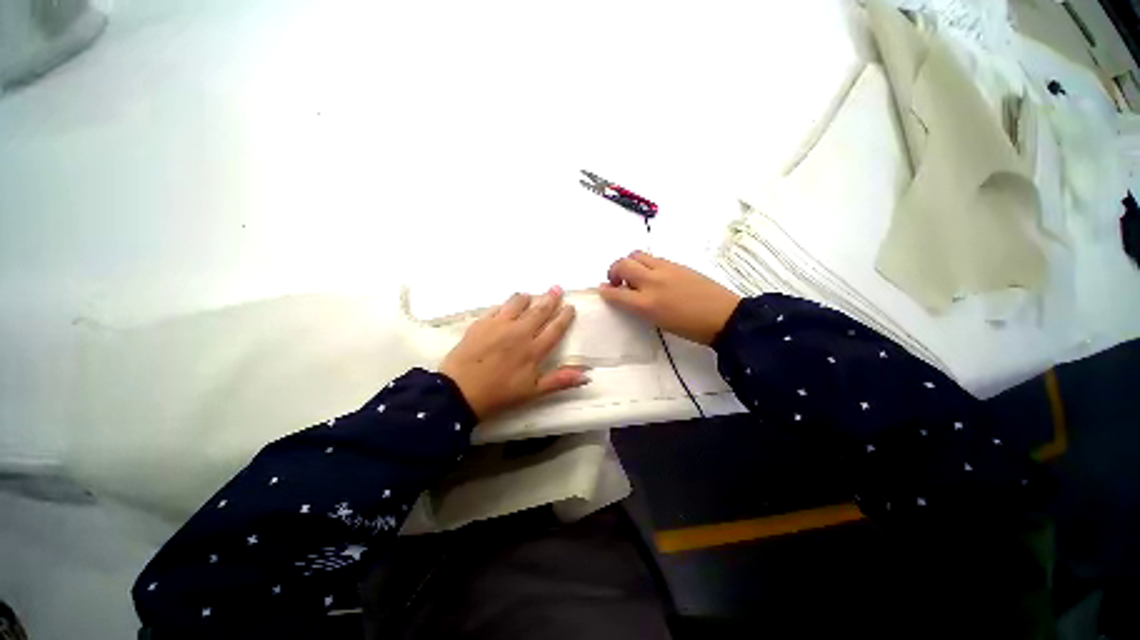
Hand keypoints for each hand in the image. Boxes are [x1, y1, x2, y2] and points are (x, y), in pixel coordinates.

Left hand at [440, 286, 588, 420]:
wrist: (459, 392)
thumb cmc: (499, 394)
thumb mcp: (533, 392)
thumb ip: (559, 380)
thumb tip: (586, 375)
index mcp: (534, 349)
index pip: (555, 328)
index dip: (565, 316)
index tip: (570, 306)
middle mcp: (520, 332)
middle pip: (539, 310)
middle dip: (550, 298)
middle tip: (557, 288)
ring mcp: (499, 324)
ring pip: (518, 302)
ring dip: (527, 297)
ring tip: (531, 295)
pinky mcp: (481, 323)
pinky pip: (497, 307)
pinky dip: (505, 305)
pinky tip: (506, 307)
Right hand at [599, 251, 740, 344]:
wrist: (723, 316)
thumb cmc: (689, 327)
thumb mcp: (657, 321)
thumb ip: (637, 307)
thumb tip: (625, 295)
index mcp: (646, 303)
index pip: (615, 293)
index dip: (605, 291)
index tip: (602, 290)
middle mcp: (652, 282)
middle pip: (622, 265)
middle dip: (613, 271)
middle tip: (617, 281)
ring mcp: (665, 269)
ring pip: (636, 255)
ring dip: (628, 263)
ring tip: (633, 274)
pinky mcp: (676, 263)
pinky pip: (652, 257)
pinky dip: (644, 263)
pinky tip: (651, 274)